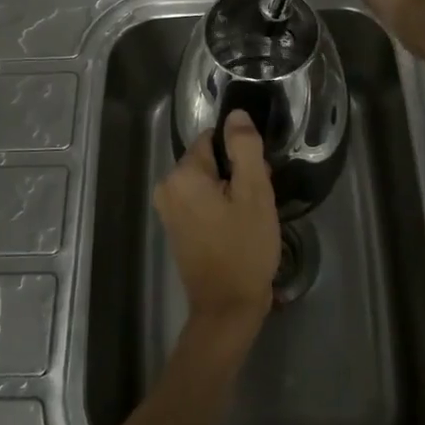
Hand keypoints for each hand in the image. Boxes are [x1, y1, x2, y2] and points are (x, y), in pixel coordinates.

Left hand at [154, 112, 280, 334]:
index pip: (213, 139)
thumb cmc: (244, 248)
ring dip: (230, 192)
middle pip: (210, 160)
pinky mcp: (176, 228)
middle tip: (257, 201)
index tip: (258, 178)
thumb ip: (245, 147)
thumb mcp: (254, 192)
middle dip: (236, 173)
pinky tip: (237, 228)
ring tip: (250, 217)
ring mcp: (169, 210)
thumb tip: (236, 115)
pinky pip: (201, 201)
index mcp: (182, 174)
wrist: (227, 309)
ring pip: (208, 182)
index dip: (240, 154)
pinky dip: (220, 207)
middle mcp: (167, 187)